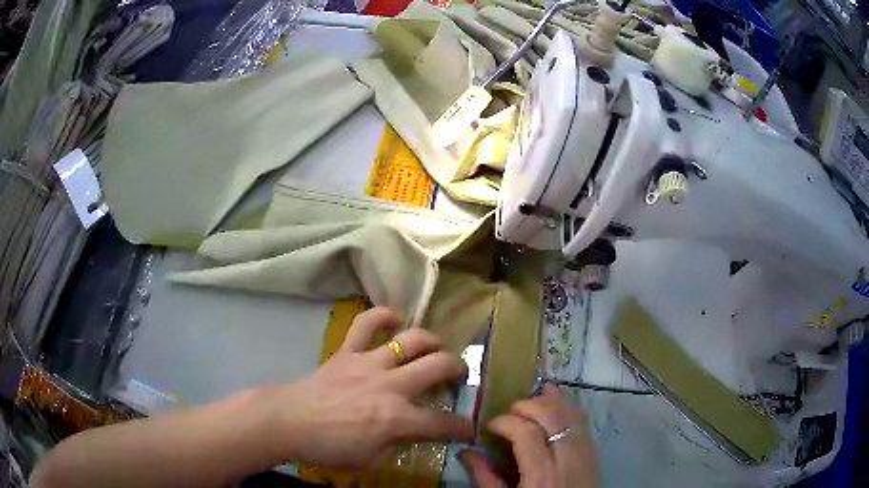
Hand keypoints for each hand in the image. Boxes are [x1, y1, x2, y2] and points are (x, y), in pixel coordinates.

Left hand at [253, 307, 472, 468]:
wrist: (289, 422)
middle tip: (459, 375)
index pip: (442, 423)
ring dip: (431, 340)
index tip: (469, 429)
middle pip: (438, 367)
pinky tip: (394, 319)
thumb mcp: (370, 459)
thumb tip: (412, 431)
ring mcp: (369, 363)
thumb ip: (397, 444)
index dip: (462, 428)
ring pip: (411, 339)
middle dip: (458, 369)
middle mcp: (390, 386)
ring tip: (435, 347)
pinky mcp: (348, 351)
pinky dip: (383, 315)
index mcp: (397, 419)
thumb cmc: (328, 447)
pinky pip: (366, 323)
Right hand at [460, 385, 598, 487]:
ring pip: (570, 413)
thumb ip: (485, 478)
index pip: (526, 433)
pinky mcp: (594, 451)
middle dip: (527, 406)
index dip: (506, 422)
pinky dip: (566, 407)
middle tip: (508, 412)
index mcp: (541, 475)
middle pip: (551, 416)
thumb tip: (466, 451)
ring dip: (548, 402)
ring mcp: (585, 452)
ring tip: (528, 406)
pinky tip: (553, 404)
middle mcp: (567, 459)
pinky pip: (582, 420)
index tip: (490, 425)